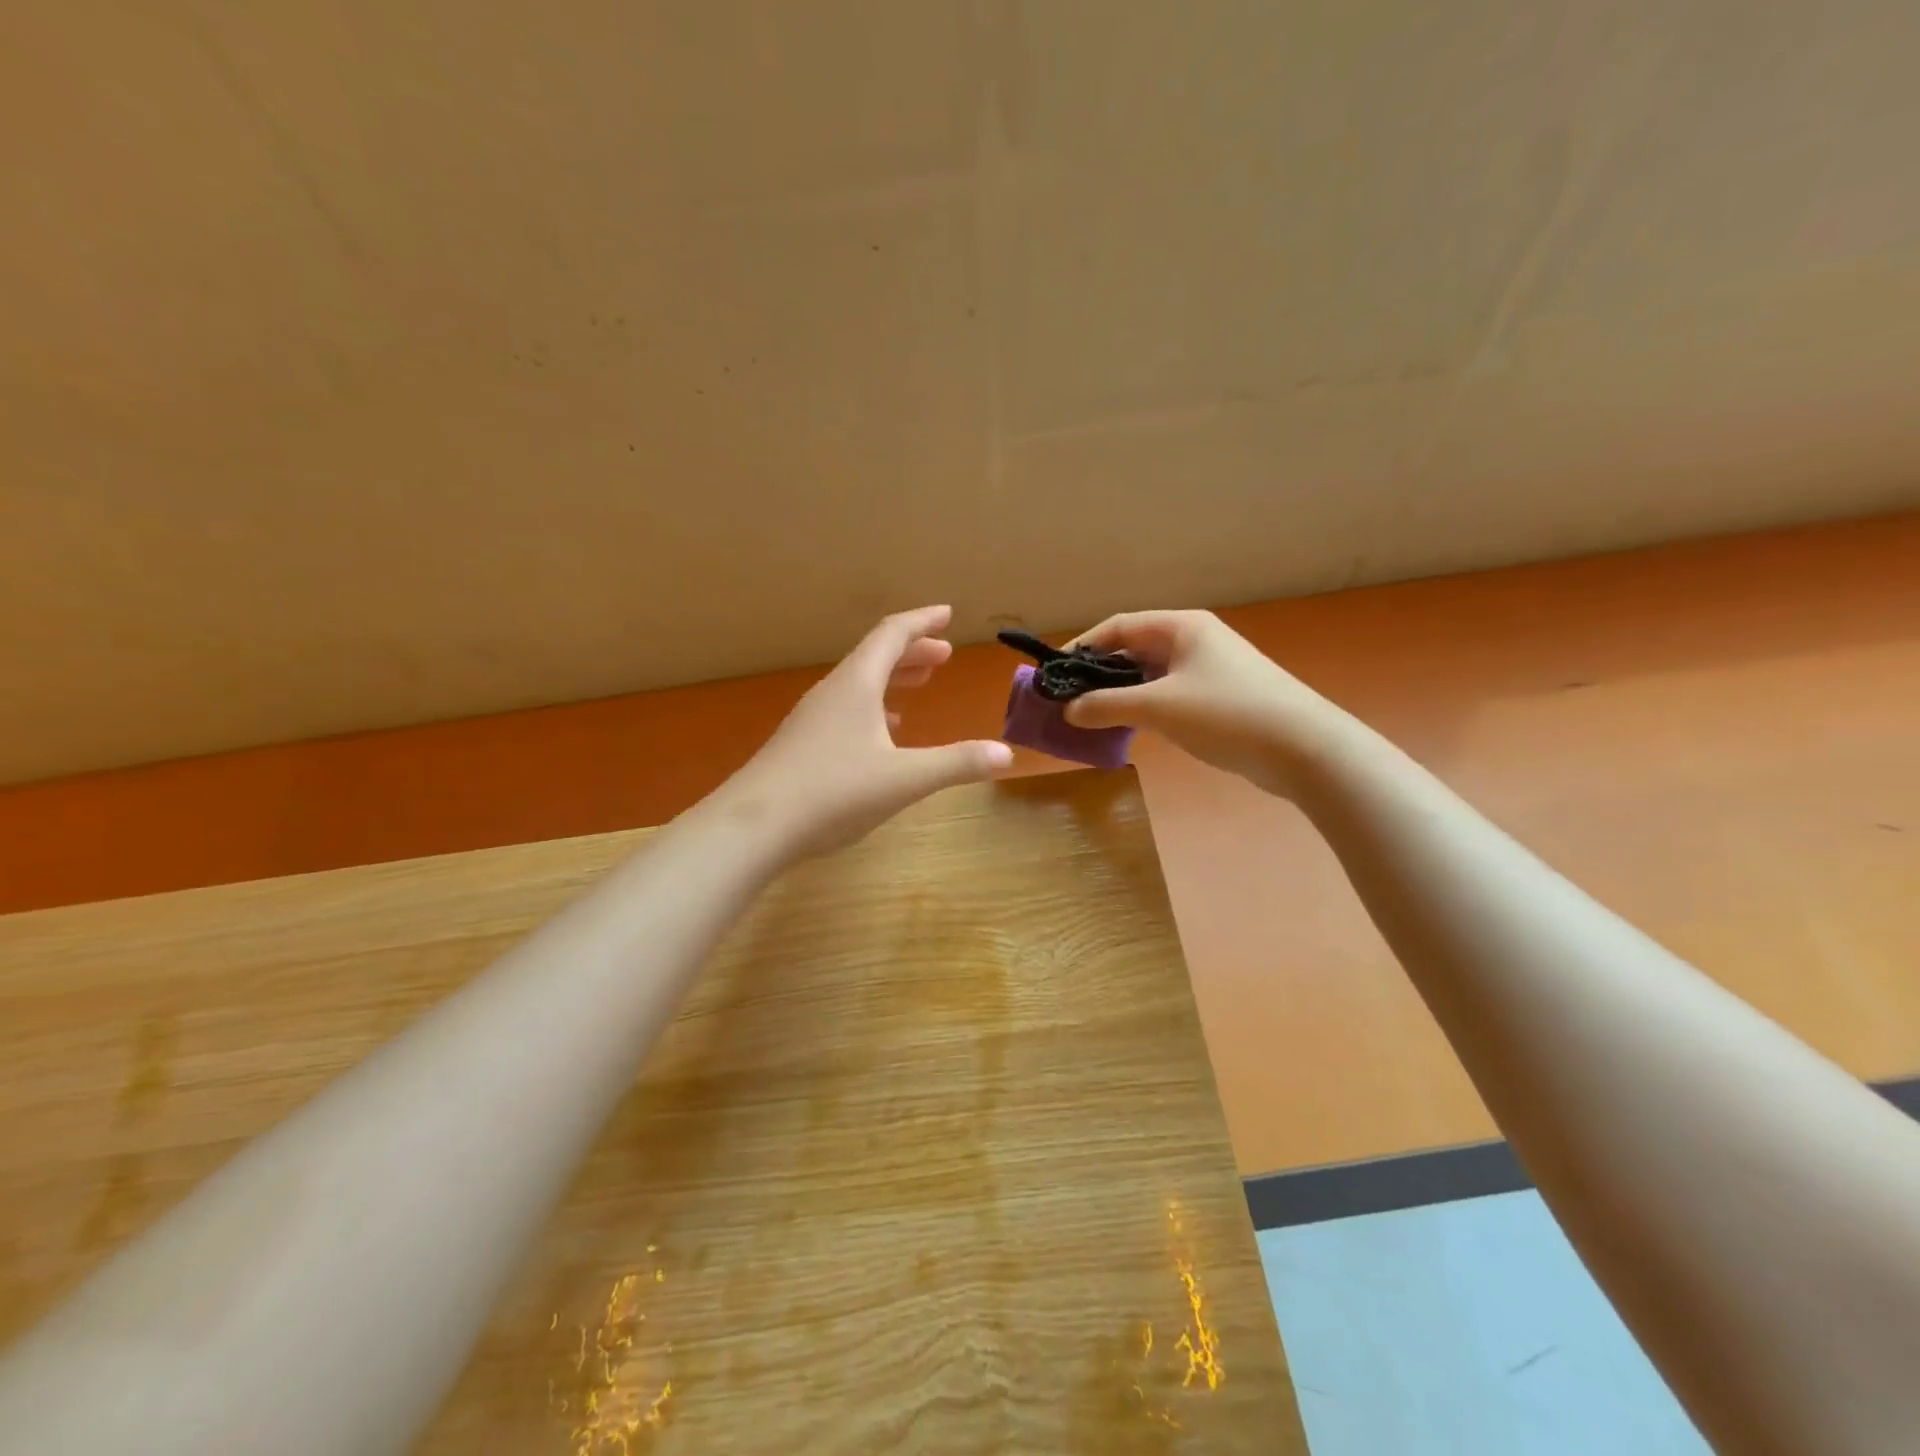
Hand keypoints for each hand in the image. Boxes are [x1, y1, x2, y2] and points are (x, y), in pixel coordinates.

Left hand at [705, 605, 1012, 859]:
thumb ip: (956, 764)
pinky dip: (872, 708)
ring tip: (919, 685)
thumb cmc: (833, 792)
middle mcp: (832, 692)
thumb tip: (1005, 752)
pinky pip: (845, 710)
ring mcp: (811, 718)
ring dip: (892, 679)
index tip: (947, 614)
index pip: (892, 635)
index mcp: (856, 684)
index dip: (922, 622)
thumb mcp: (904, 779)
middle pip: (875, 657)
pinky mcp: (800, 744)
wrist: (754, 826)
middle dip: (912, 652)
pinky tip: (882, 734)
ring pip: (858, 685)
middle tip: (943, 655)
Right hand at [1062, 610, 1334, 793]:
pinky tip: (1127, 729)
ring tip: (1090, 717)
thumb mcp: (1159, 707)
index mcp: (1181, 627)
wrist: (1304, 749)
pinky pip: (1168, 696)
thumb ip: (1108, 705)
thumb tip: (1068, 710)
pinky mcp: (1218, 699)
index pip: (1119, 626)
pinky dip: (1143, 709)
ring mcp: (1209, 670)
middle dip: (1099, 674)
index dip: (1083, 646)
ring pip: (1150, 676)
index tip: (1055, 673)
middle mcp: (1194, 641)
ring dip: (1120, 694)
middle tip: (1068, 700)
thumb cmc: (1227, 712)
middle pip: (1134, 650)